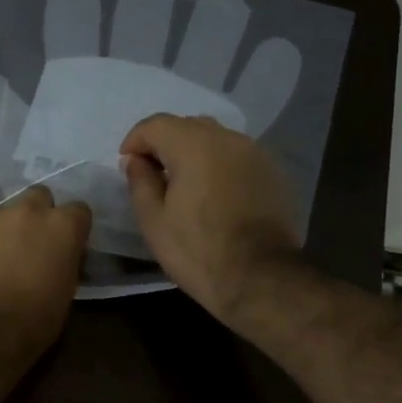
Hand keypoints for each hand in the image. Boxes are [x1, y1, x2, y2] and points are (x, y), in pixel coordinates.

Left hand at [0, 187, 90, 358]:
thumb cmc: (31, 323)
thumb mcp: (64, 293)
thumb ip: (63, 262)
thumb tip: (58, 256)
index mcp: (62, 227)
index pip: (78, 210)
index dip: (72, 228)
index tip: (65, 245)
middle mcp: (27, 210)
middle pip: (38, 198)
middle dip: (37, 216)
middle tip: (29, 245)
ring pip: (0, 213)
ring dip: (1, 230)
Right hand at [120, 113, 300, 322]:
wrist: (260, 278)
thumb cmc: (198, 250)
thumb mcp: (153, 220)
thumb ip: (140, 181)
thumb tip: (136, 160)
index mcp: (194, 145)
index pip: (156, 124)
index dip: (135, 140)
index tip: (127, 164)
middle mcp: (228, 138)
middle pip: (188, 126)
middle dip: (165, 144)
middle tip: (153, 174)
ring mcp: (256, 153)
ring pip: (216, 140)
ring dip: (195, 153)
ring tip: (185, 185)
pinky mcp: (274, 173)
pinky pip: (237, 157)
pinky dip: (220, 166)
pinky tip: (215, 195)